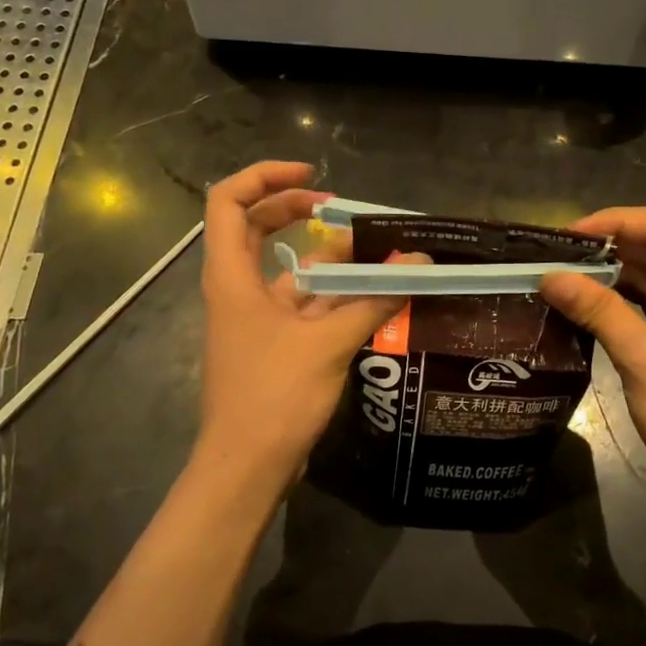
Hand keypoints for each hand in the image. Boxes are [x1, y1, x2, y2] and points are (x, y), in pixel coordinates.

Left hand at [196, 161, 409, 481]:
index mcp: (231, 276)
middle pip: (255, 227)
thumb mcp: (327, 343)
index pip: (228, 201)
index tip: (314, 178)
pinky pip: (303, 305)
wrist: (246, 468)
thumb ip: (373, 299)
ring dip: (328, 260)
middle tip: (340, 209)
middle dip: (297, 211)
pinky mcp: (272, 344)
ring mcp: (254, 318)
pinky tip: (374, 298)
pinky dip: (335, 297)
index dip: (266, 177)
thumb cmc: (273, 396)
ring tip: (376, 254)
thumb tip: (417, 264)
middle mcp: (237, 289)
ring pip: (287, 269)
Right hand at [540, 208, 645, 511]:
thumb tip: (548, 276)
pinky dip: (625, 302)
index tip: (568, 233)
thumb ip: (597, 309)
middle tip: (556, 254)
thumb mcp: (644, 356)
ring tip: (563, 274)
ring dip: (615, 276)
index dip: (616, 222)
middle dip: (611, 249)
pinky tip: (588, 302)